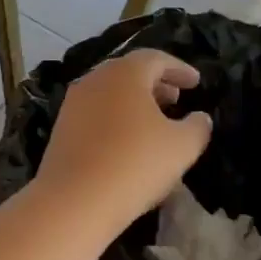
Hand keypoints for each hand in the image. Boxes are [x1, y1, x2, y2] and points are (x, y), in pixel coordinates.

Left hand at [37, 49, 211, 237]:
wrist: (74, 200)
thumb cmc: (135, 164)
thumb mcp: (182, 146)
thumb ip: (198, 126)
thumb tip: (199, 117)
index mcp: (124, 73)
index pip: (156, 59)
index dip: (179, 69)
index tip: (195, 83)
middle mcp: (94, 80)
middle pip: (129, 73)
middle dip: (155, 84)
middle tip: (175, 99)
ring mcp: (72, 105)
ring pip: (109, 94)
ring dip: (133, 103)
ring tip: (154, 122)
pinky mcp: (60, 130)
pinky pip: (94, 115)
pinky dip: (114, 119)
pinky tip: (126, 142)